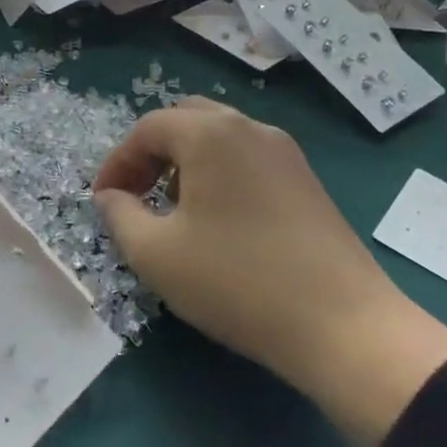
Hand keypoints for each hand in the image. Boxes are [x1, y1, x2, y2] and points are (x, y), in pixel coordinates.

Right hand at [93, 99, 446, 446]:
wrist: (343, 325)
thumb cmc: (236, 282)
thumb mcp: (156, 254)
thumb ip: (119, 216)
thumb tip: (111, 197)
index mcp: (210, 134)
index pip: (147, 129)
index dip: (117, 162)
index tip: (102, 201)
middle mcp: (249, 128)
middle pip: (186, 120)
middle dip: (151, 153)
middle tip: (136, 194)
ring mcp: (285, 152)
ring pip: (220, 137)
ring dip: (185, 162)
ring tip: (172, 209)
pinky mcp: (307, 180)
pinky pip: (248, 158)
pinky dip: (219, 173)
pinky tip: (217, 220)